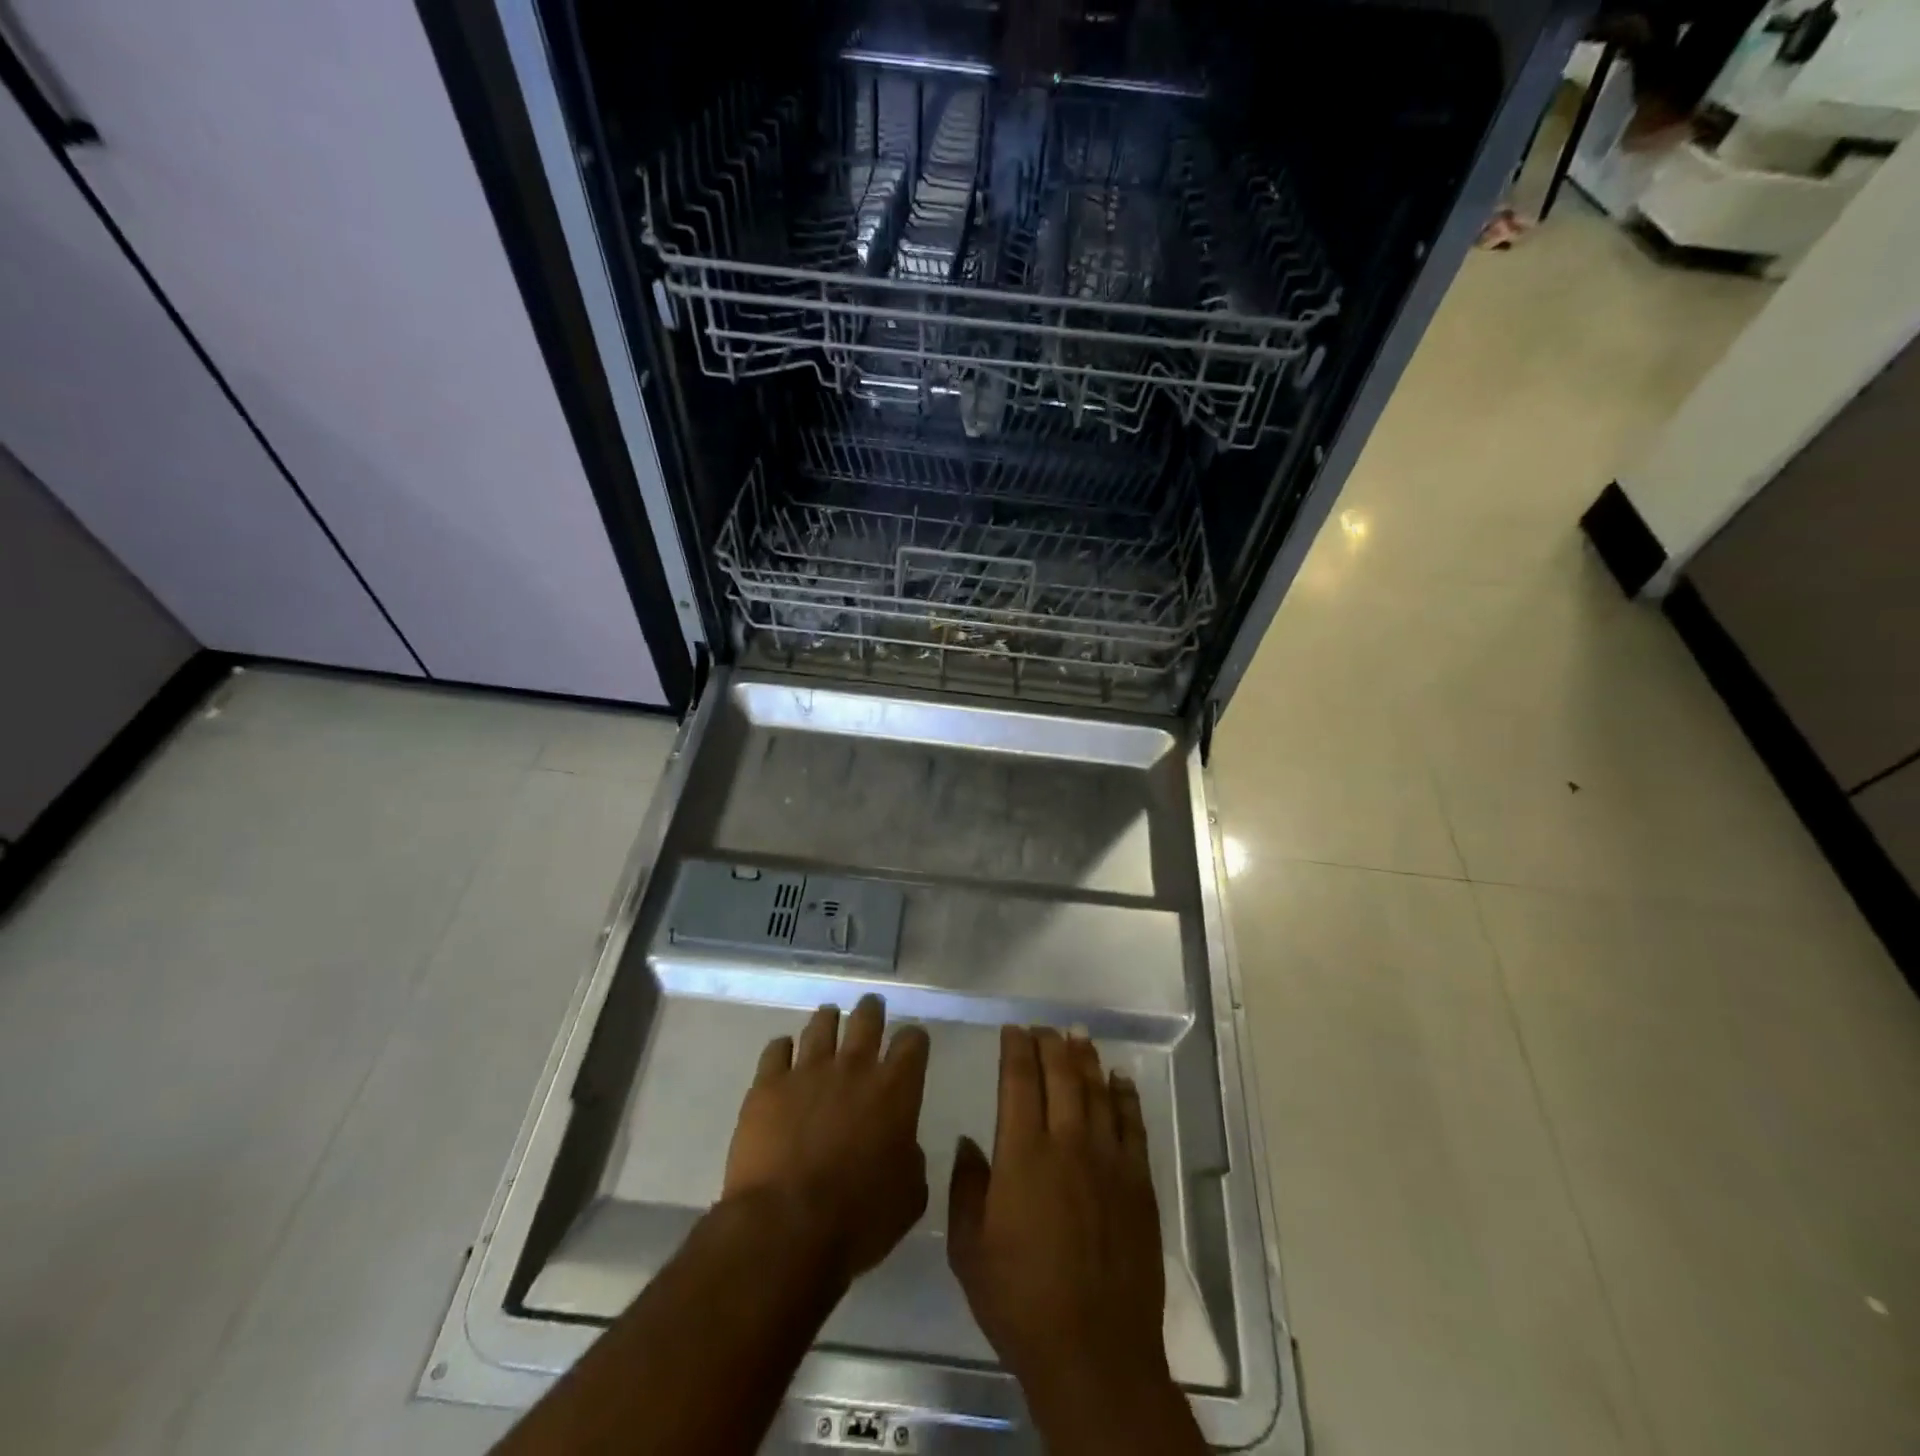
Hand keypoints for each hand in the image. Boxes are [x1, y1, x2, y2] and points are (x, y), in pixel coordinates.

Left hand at [723, 994, 930, 1284]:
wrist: (785, 1229)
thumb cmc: (858, 1219)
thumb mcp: (909, 1196)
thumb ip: (911, 1158)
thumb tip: (902, 1144)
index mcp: (895, 1090)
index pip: (912, 1042)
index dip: (914, 1039)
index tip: (912, 1042)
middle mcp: (854, 1068)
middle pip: (866, 1019)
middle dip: (872, 1010)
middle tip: (871, 1007)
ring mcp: (807, 1071)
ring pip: (821, 1025)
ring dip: (828, 1019)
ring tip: (828, 1017)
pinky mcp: (768, 1085)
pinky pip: (776, 1049)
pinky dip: (783, 1048)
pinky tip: (784, 1052)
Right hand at [946, 1027, 1170, 1411]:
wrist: (1094, 1350)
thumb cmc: (1020, 1300)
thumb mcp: (969, 1248)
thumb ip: (966, 1187)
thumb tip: (970, 1142)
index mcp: (1022, 1153)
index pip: (1018, 1081)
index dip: (1015, 1049)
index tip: (1012, 1029)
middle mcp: (1067, 1143)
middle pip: (1061, 1075)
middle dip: (1050, 1043)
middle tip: (1043, 1026)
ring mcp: (1108, 1160)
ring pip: (1097, 1091)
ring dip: (1086, 1059)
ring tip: (1078, 1035)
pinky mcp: (1138, 1182)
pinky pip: (1133, 1124)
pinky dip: (1125, 1096)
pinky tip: (1120, 1078)